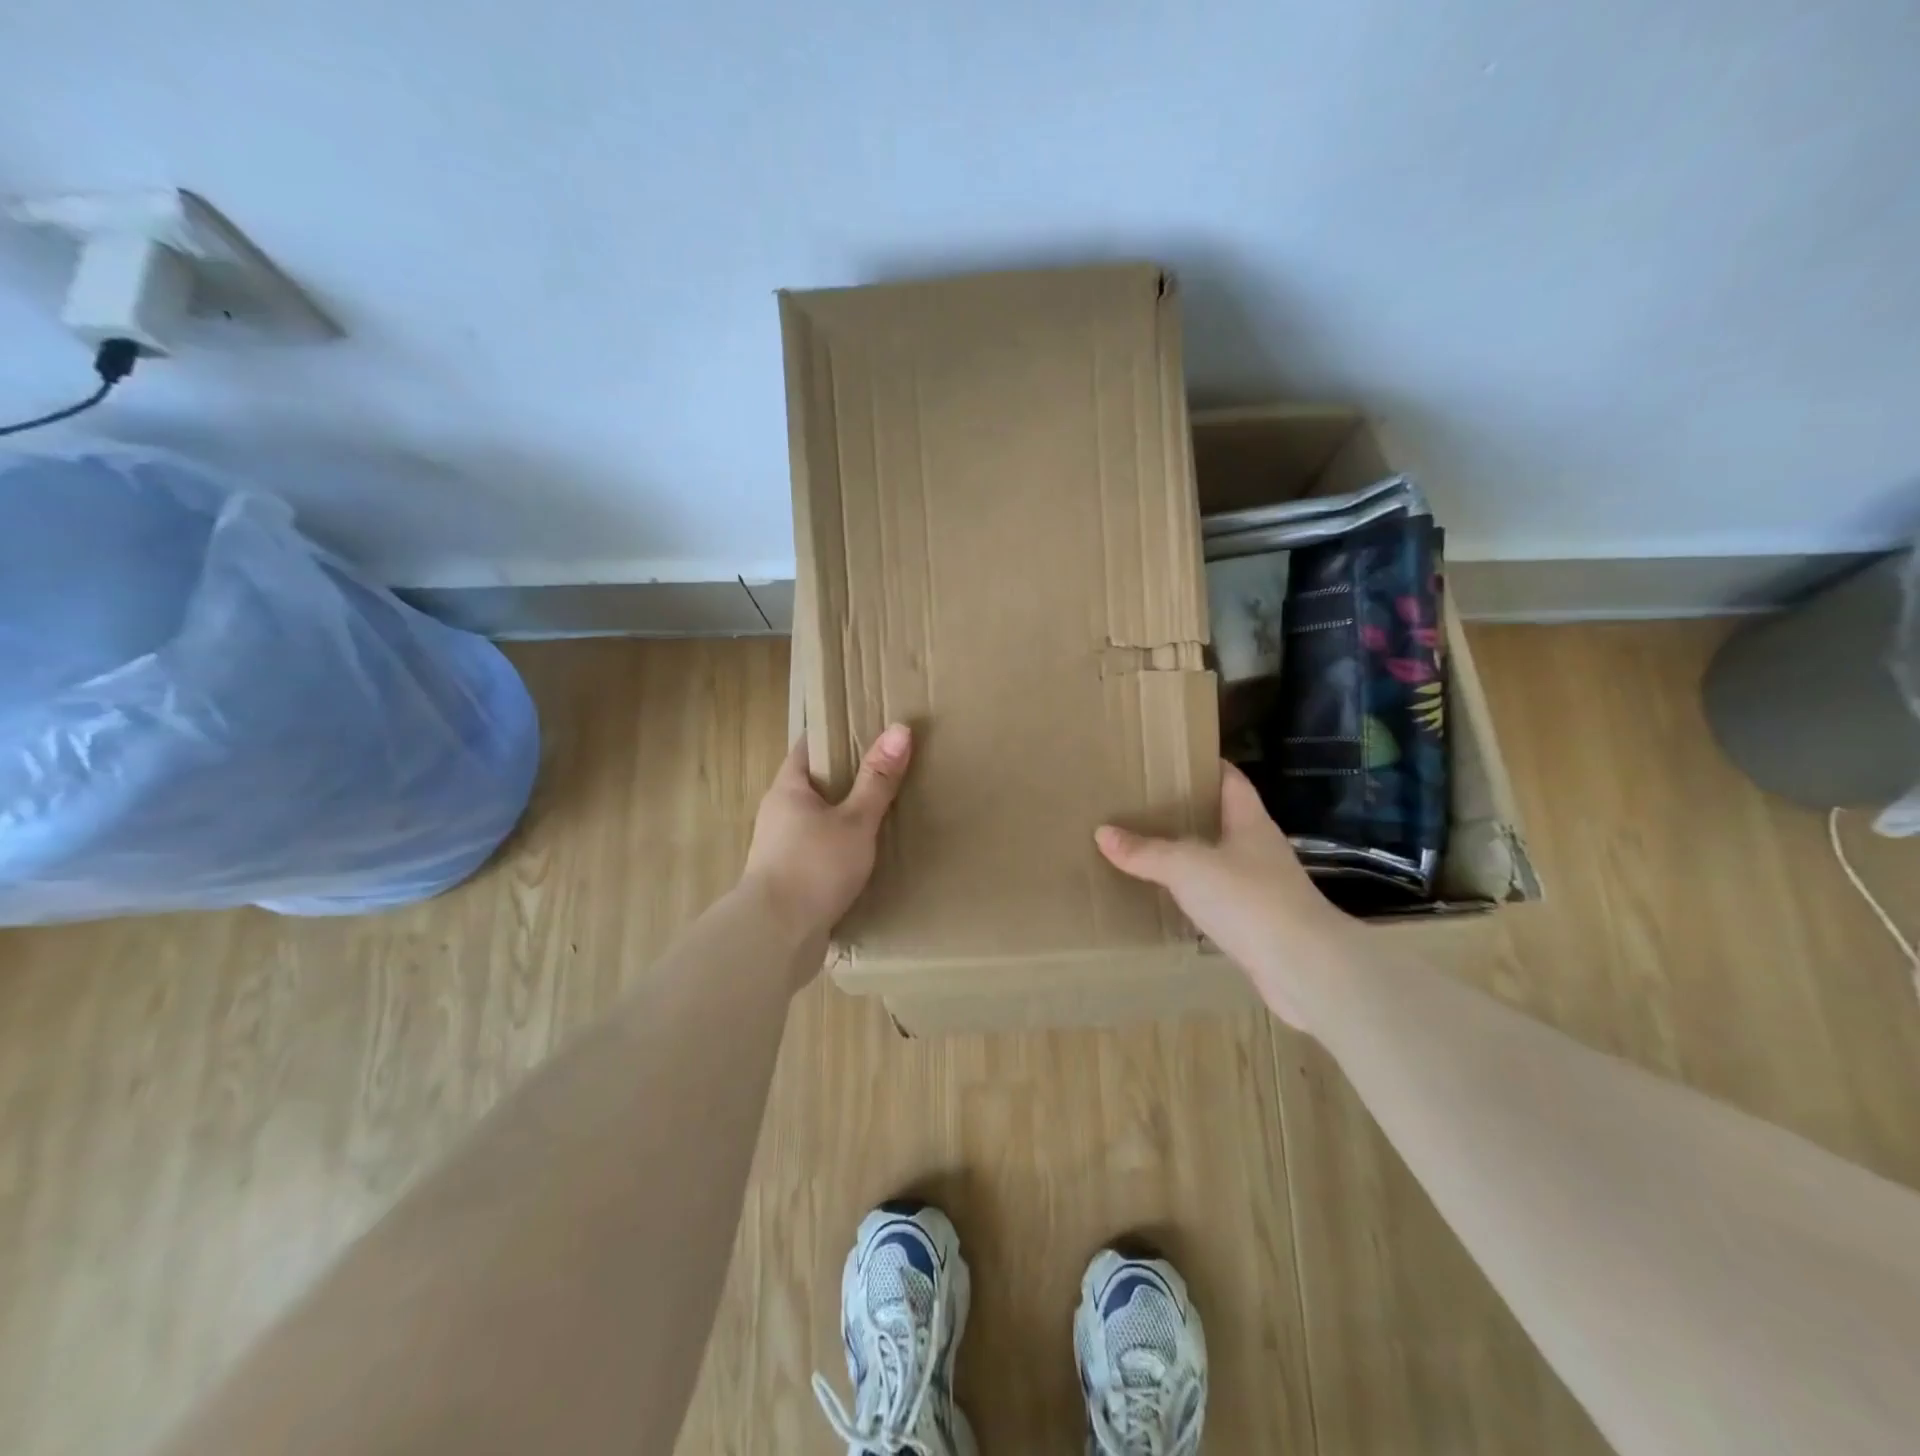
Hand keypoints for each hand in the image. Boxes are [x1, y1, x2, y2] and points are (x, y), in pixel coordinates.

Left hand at [743, 725, 912, 959]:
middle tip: (889, 768)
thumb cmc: (814, 867)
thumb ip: (877, 780)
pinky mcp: (790, 879)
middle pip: (816, 783)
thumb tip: (900, 729)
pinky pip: (820, 850)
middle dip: (848, 776)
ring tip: (885, 810)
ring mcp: (781, 848)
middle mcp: (779, 813)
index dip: (837, 734)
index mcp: (788, 789)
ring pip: (818, 819)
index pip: (810, 747)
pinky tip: (867, 854)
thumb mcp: (855, 820)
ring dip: (845, 815)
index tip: (870, 728)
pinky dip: (842, 846)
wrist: (776, 937)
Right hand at [1094, 761, 1357, 1030]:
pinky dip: (1195, 894)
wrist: (1304, 968)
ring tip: (1149, 848)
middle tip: (1145, 804)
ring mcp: (1262, 887)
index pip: (1230, 780)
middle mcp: (1259, 849)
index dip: (1206, 766)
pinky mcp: (1258, 923)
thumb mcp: (1187, 867)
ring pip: (1220, 860)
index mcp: (1250, 822)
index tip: (1173, 760)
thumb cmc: (1249, 899)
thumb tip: (1103, 833)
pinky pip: (1219, 898)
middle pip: (1222, 819)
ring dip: (1191, 855)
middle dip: (1188, 811)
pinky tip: (1170, 898)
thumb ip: (1145, 851)